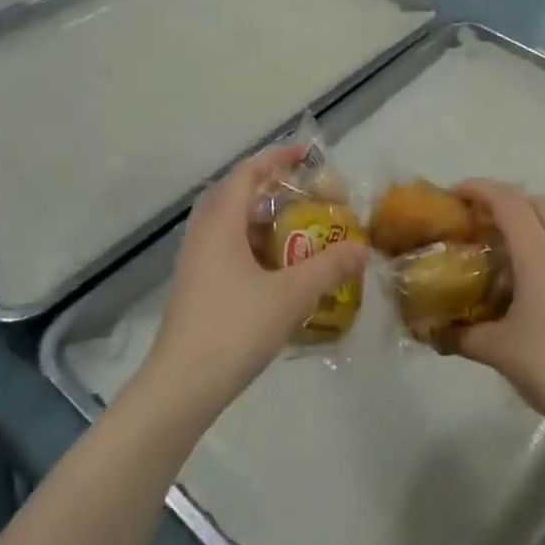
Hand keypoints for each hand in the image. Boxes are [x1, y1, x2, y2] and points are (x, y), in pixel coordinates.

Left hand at [142, 144, 365, 422]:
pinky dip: (252, 247)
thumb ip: (329, 267)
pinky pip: (225, 251)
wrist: (181, 388)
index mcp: (221, 225)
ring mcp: (195, 265)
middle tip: (302, 194)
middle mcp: (203, 236)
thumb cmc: (234, 328)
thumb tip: (362, 248)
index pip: (247, 173)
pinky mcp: (195, 290)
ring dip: (260, 220)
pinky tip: (276, 272)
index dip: (277, 158)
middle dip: (268, 188)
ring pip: (228, 226)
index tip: (307, 156)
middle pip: (234, 195)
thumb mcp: (291, 295)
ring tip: (296, 230)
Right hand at [448, 180, 544, 439]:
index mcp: (539, 252)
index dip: (478, 188)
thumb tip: (428, 331)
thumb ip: (458, 335)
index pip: (507, 200)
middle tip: (479, 224)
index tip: (453, 196)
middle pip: (537, 202)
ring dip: (531, 224)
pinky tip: (534, 287)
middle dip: (506, 202)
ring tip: (504, 254)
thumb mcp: (495, 350)